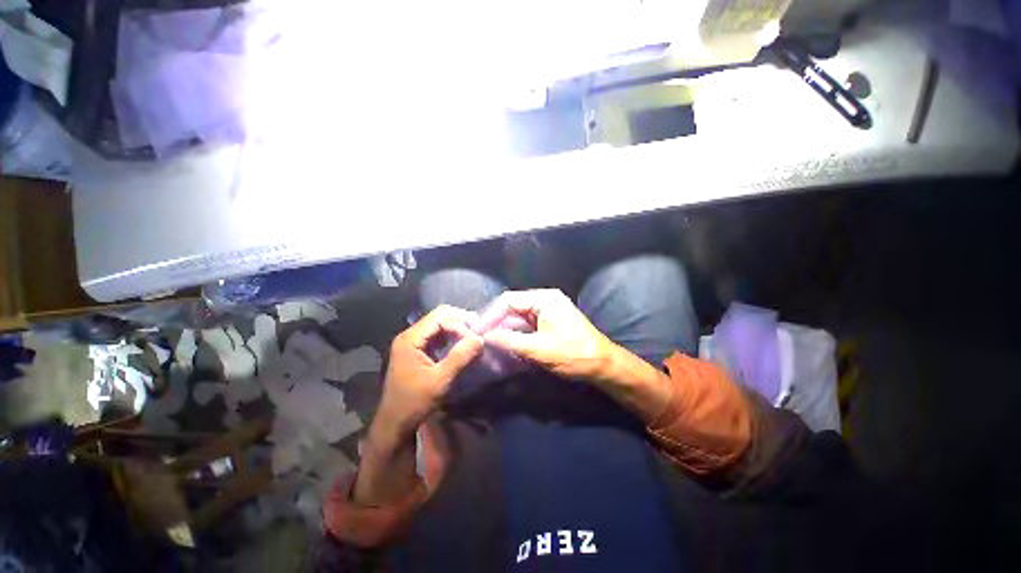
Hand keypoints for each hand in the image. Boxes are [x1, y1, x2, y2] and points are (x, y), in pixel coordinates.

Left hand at [374, 305, 483, 442]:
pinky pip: (438, 337)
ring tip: (474, 339)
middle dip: (461, 323)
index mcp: (410, 339)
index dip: (460, 321)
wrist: (394, 424)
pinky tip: (463, 346)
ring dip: (458, 330)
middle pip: (440, 318)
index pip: (440, 316)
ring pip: (440, 326)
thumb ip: (459, 358)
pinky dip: (452, 339)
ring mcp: (414, 343)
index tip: (477, 333)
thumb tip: (480, 339)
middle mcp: (411, 336)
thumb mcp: (439, 381)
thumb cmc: (413, 403)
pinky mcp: (418, 351)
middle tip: (478, 334)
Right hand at [480, 289, 618, 381]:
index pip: (508, 301)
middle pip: (512, 309)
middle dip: (496, 325)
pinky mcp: (548, 324)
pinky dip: (515, 338)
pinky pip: (526, 328)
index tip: (477, 331)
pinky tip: (505, 348)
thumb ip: (510, 341)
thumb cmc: (574, 354)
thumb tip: (486, 337)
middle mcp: (544, 301)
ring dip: (504, 333)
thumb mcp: (539, 349)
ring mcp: (546, 313)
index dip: (490, 315)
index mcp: (544, 299)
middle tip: (481, 340)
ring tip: (490, 347)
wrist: (603, 365)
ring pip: (517, 320)